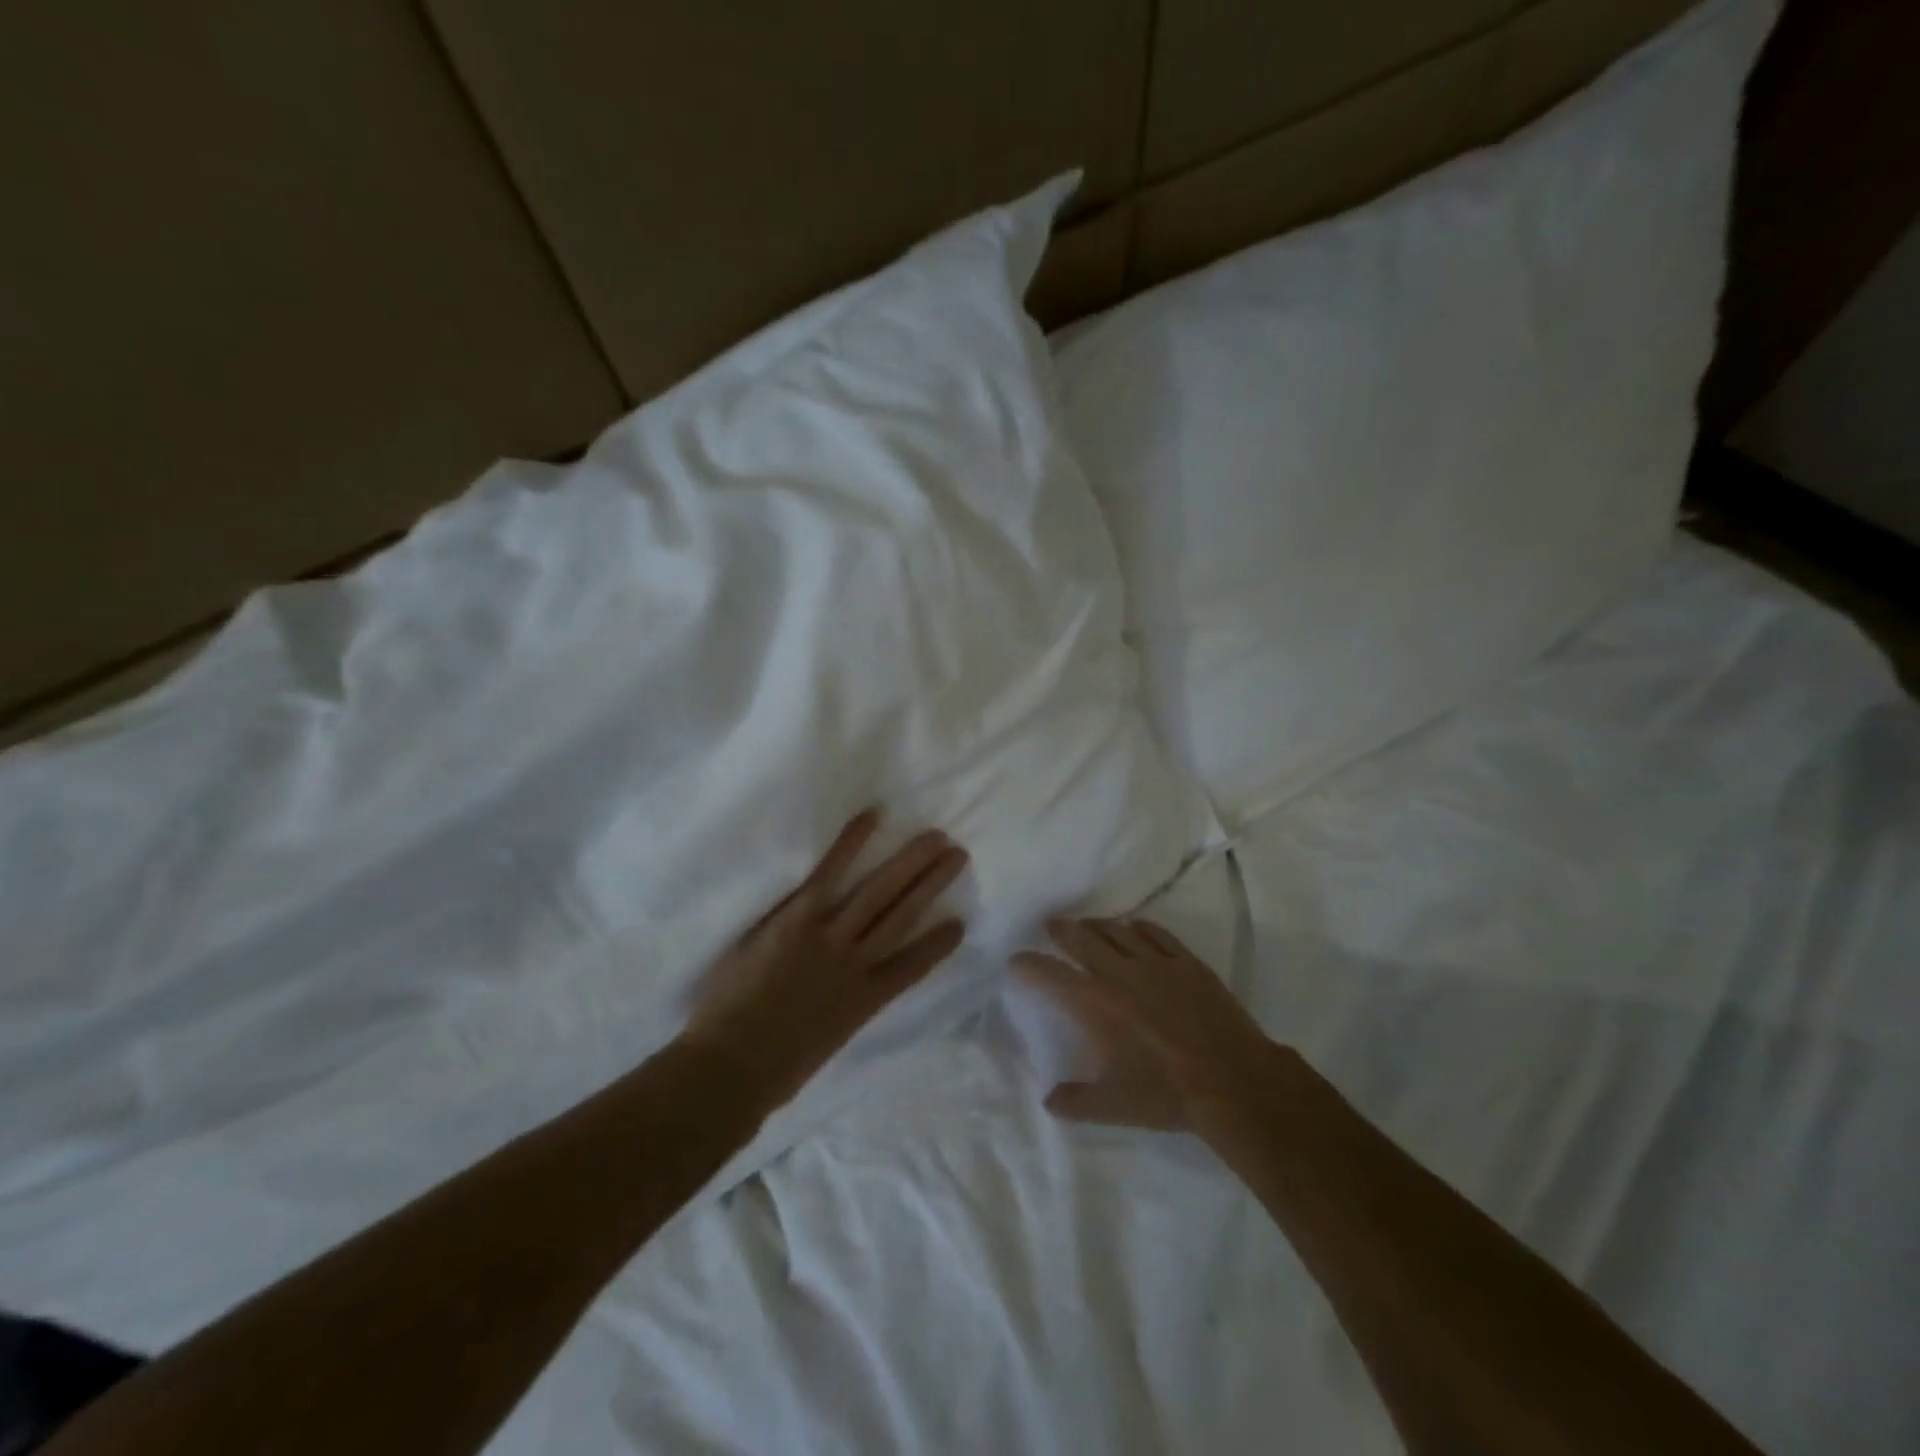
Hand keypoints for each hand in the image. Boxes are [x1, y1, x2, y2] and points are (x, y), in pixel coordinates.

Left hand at [684, 810, 967, 1106]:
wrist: (730, 1069)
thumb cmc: (769, 1072)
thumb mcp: (818, 1047)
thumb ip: (836, 1017)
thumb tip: (838, 1004)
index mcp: (864, 1001)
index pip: (912, 967)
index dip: (938, 944)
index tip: (959, 923)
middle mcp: (857, 964)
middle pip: (904, 916)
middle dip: (933, 884)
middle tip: (958, 854)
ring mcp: (830, 938)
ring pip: (880, 893)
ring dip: (911, 863)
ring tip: (936, 838)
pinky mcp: (798, 918)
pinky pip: (829, 874)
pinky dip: (851, 844)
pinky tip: (872, 817)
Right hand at [1013, 918, 1284, 1133]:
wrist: (1234, 1081)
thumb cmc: (1169, 1094)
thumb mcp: (1116, 1106)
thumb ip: (1077, 1101)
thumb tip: (1049, 1101)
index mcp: (1096, 1005)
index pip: (1051, 975)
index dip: (1029, 965)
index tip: (1016, 960)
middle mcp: (1120, 974)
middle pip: (1081, 939)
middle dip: (1061, 929)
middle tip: (1050, 924)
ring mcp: (1156, 963)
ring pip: (1117, 930)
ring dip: (1097, 925)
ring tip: (1088, 925)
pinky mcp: (1187, 962)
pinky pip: (1156, 933)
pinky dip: (1139, 928)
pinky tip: (1135, 929)